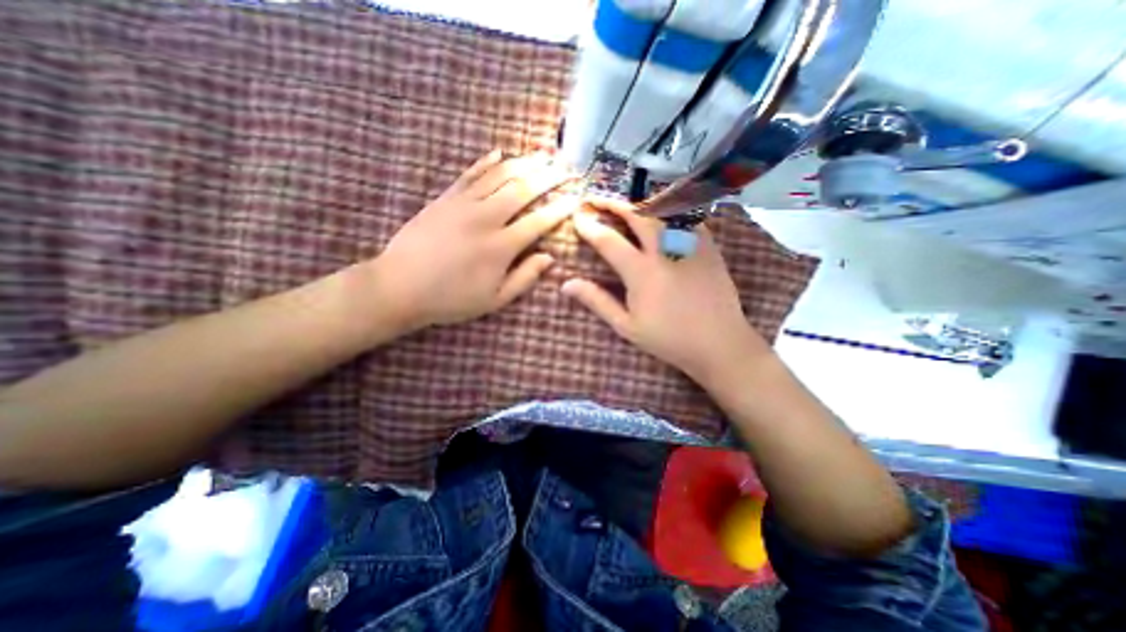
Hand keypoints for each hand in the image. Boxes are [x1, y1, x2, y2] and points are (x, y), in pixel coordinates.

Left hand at [373, 151, 574, 333]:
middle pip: (523, 189)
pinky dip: (486, 162)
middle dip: (549, 176)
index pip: (539, 221)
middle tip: (567, 167)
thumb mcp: (494, 299)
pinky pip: (469, 174)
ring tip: (543, 154)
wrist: (399, 287)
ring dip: (524, 163)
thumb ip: (524, 278)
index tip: (576, 197)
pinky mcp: (444, 198)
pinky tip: (499, 152)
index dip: (560, 208)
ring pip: (499, 175)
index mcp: (501, 246)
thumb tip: (549, 258)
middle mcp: (486, 218)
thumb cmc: (451, 298)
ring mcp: (463, 204)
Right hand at [560, 195, 770, 380]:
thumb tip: (567, 285)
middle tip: (596, 199)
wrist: (719, 343)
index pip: (608, 240)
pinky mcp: (708, 246)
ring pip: (663, 210)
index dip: (589, 226)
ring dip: (639, 203)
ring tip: (624, 203)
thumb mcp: (627, 325)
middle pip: (636, 214)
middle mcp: (665, 251)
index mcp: (642, 272)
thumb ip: (597, 301)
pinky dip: (667, 210)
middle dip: (613, 202)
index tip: (577, 217)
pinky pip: (686, 217)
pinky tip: (660, 214)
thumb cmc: (669, 338)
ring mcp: (689, 245)